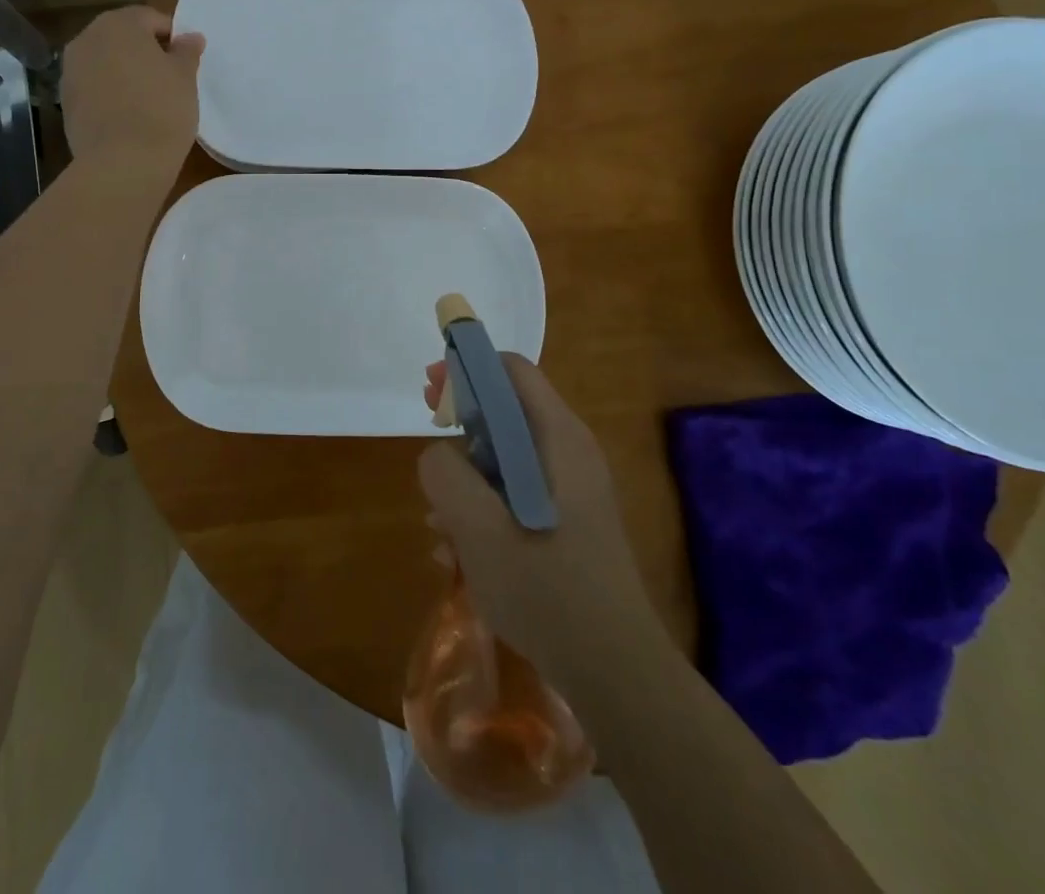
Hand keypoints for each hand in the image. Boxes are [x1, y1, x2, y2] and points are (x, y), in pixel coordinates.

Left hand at [61, 7, 203, 179]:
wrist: (122, 162)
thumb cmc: (162, 109)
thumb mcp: (185, 77)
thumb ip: (186, 51)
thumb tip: (190, 37)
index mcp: (119, 24)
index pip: (150, 18)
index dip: (171, 37)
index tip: (186, 60)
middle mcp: (87, 39)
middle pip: (122, 37)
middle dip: (144, 51)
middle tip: (168, 77)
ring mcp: (71, 71)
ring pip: (105, 62)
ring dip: (124, 71)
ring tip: (148, 97)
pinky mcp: (65, 102)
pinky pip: (94, 87)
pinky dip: (109, 93)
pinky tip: (128, 115)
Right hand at [418, 354, 667, 690]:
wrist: (617, 675)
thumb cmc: (547, 590)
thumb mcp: (478, 527)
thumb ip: (445, 474)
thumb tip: (439, 456)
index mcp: (559, 438)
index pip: (511, 370)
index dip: (466, 368)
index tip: (429, 390)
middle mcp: (570, 454)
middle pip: (506, 412)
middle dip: (459, 426)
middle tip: (427, 451)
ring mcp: (571, 492)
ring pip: (505, 459)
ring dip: (465, 480)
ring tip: (438, 524)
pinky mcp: (567, 526)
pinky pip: (515, 497)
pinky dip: (483, 510)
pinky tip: (457, 556)